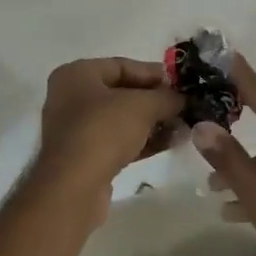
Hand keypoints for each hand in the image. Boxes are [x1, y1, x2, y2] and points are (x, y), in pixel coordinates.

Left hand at [29, 58, 183, 218]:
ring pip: (121, 119)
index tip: (180, 84)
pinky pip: (117, 141)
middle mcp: (71, 97)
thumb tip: (184, 98)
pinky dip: (142, 141)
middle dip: (155, 100)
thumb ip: (166, 97)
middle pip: (122, 92)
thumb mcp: (142, 106)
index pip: (122, 65)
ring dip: (152, 122)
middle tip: (183, 106)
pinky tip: (170, 143)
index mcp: (76, 74)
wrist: (73, 189)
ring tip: (183, 127)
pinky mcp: (83, 158)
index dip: (154, 73)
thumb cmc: (103, 131)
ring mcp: (75, 130)